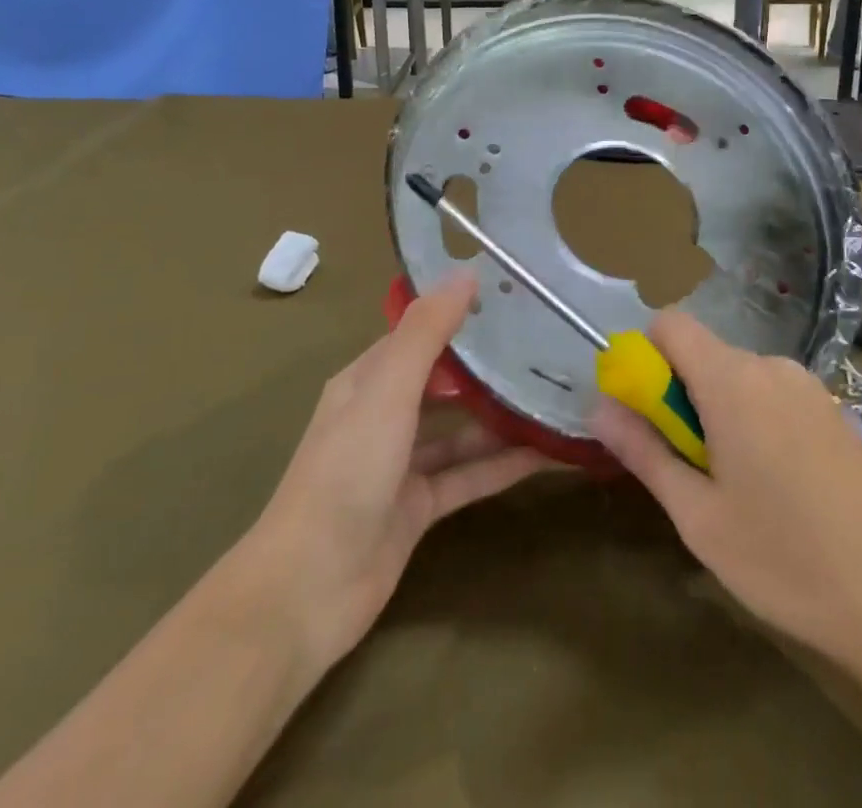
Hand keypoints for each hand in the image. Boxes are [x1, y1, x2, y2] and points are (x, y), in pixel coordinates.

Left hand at [251, 271, 550, 671]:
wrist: (307, 590)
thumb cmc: (346, 473)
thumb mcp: (388, 392)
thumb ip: (427, 332)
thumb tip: (467, 272)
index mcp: (367, 380)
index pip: (419, 334)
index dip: (460, 314)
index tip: (512, 298)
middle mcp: (383, 415)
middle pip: (444, 381)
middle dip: (488, 365)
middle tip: (546, 344)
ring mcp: (401, 464)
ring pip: (460, 430)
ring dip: (501, 416)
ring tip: (554, 395)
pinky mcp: (419, 507)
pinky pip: (469, 475)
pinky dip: (503, 464)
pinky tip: (547, 453)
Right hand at [590, 311, 861, 658]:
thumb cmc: (785, 560)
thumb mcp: (699, 516)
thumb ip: (645, 452)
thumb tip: (600, 407)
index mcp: (732, 380)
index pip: (671, 323)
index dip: (646, 356)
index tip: (645, 412)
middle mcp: (771, 366)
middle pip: (704, 353)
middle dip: (680, 394)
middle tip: (688, 466)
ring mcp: (808, 385)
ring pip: (738, 375)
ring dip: (718, 410)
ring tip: (734, 484)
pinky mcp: (832, 409)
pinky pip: (772, 393)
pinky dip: (754, 417)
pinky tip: (776, 483)